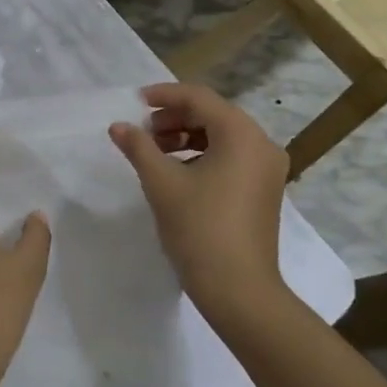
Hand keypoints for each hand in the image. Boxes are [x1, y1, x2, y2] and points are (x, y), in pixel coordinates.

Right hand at [108, 83, 289, 324]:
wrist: (239, 291)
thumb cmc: (199, 229)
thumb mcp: (162, 183)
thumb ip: (139, 147)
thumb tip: (119, 126)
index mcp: (241, 134)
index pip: (199, 98)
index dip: (165, 95)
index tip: (135, 101)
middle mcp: (261, 144)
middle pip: (213, 114)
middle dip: (174, 117)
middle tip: (142, 131)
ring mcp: (267, 169)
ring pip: (222, 136)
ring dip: (186, 136)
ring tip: (154, 151)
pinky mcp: (264, 190)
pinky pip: (231, 157)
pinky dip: (203, 155)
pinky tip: (177, 171)